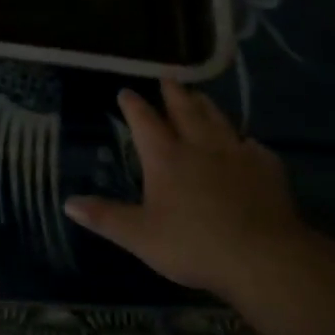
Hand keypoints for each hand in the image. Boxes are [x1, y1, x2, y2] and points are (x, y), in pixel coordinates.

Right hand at [64, 80, 313, 297]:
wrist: (262, 257)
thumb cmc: (193, 245)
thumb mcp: (139, 236)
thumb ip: (105, 217)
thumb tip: (68, 203)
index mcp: (165, 158)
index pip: (145, 122)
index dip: (133, 105)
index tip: (126, 91)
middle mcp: (200, 146)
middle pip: (185, 111)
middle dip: (173, 93)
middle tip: (167, 77)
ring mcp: (236, 154)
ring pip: (218, 120)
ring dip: (206, 106)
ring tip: (200, 95)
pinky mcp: (266, 168)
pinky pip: (252, 146)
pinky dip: (244, 140)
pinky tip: (247, 143)